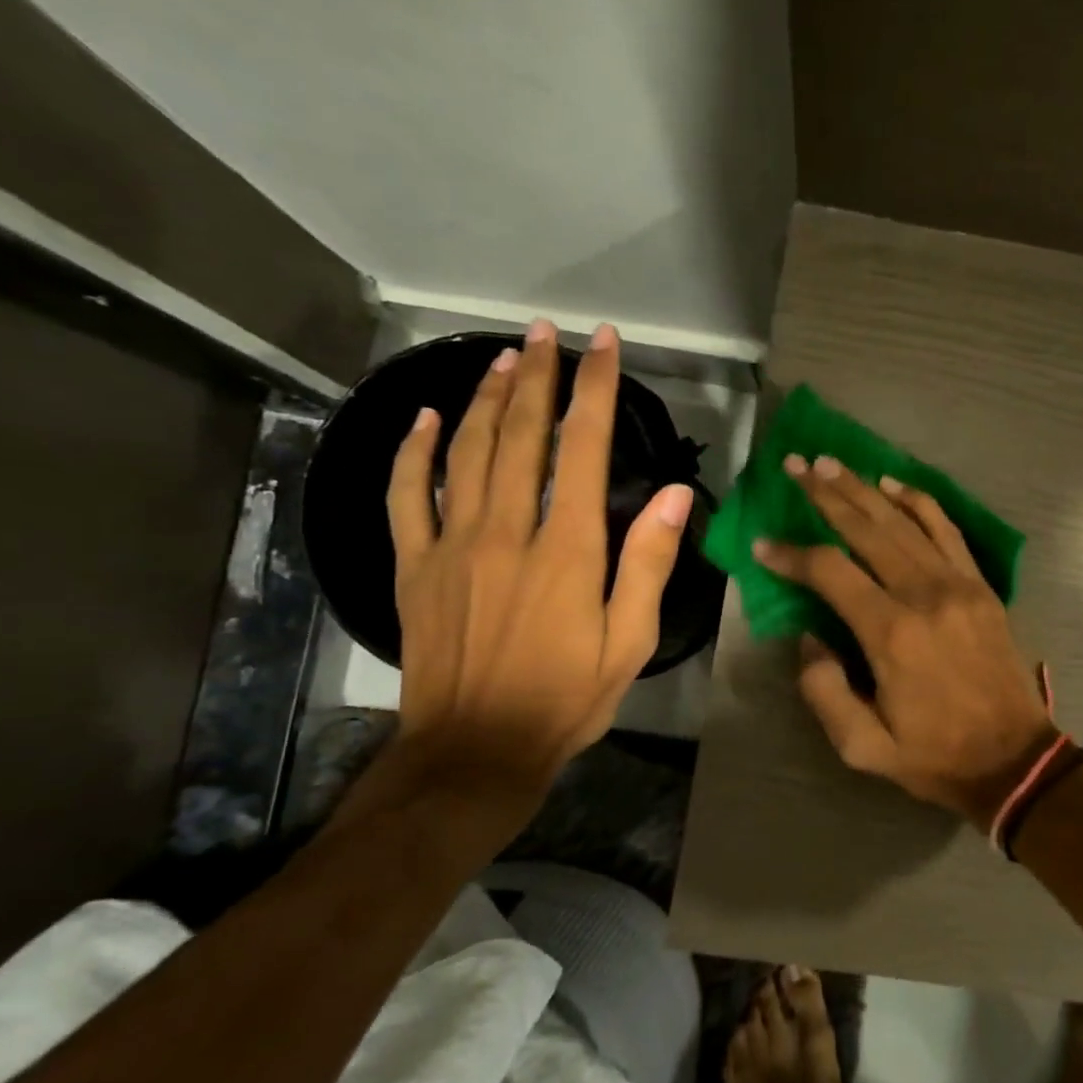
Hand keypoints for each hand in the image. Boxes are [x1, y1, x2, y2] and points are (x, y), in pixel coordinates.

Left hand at [387, 319, 692, 810]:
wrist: (476, 750)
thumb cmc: (567, 699)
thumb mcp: (629, 642)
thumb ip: (648, 565)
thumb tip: (674, 496)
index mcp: (567, 551)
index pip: (582, 450)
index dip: (594, 391)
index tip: (603, 345)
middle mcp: (507, 533)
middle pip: (520, 436)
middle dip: (538, 376)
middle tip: (548, 332)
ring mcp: (452, 546)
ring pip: (467, 452)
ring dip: (486, 398)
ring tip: (505, 357)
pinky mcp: (414, 566)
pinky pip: (408, 495)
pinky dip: (415, 451)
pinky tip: (426, 418)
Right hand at [754, 456, 1055, 830]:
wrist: (1014, 760)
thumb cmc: (935, 756)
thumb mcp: (863, 747)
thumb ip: (823, 690)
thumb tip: (808, 638)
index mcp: (890, 633)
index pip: (830, 572)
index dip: (792, 554)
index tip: (763, 545)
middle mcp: (924, 594)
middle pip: (867, 528)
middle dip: (825, 495)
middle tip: (795, 467)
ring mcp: (958, 584)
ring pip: (903, 521)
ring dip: (864, 489)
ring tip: (831, 464)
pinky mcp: (980, 586)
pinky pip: (946, 529)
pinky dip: (918, 501)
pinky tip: (892, 483)